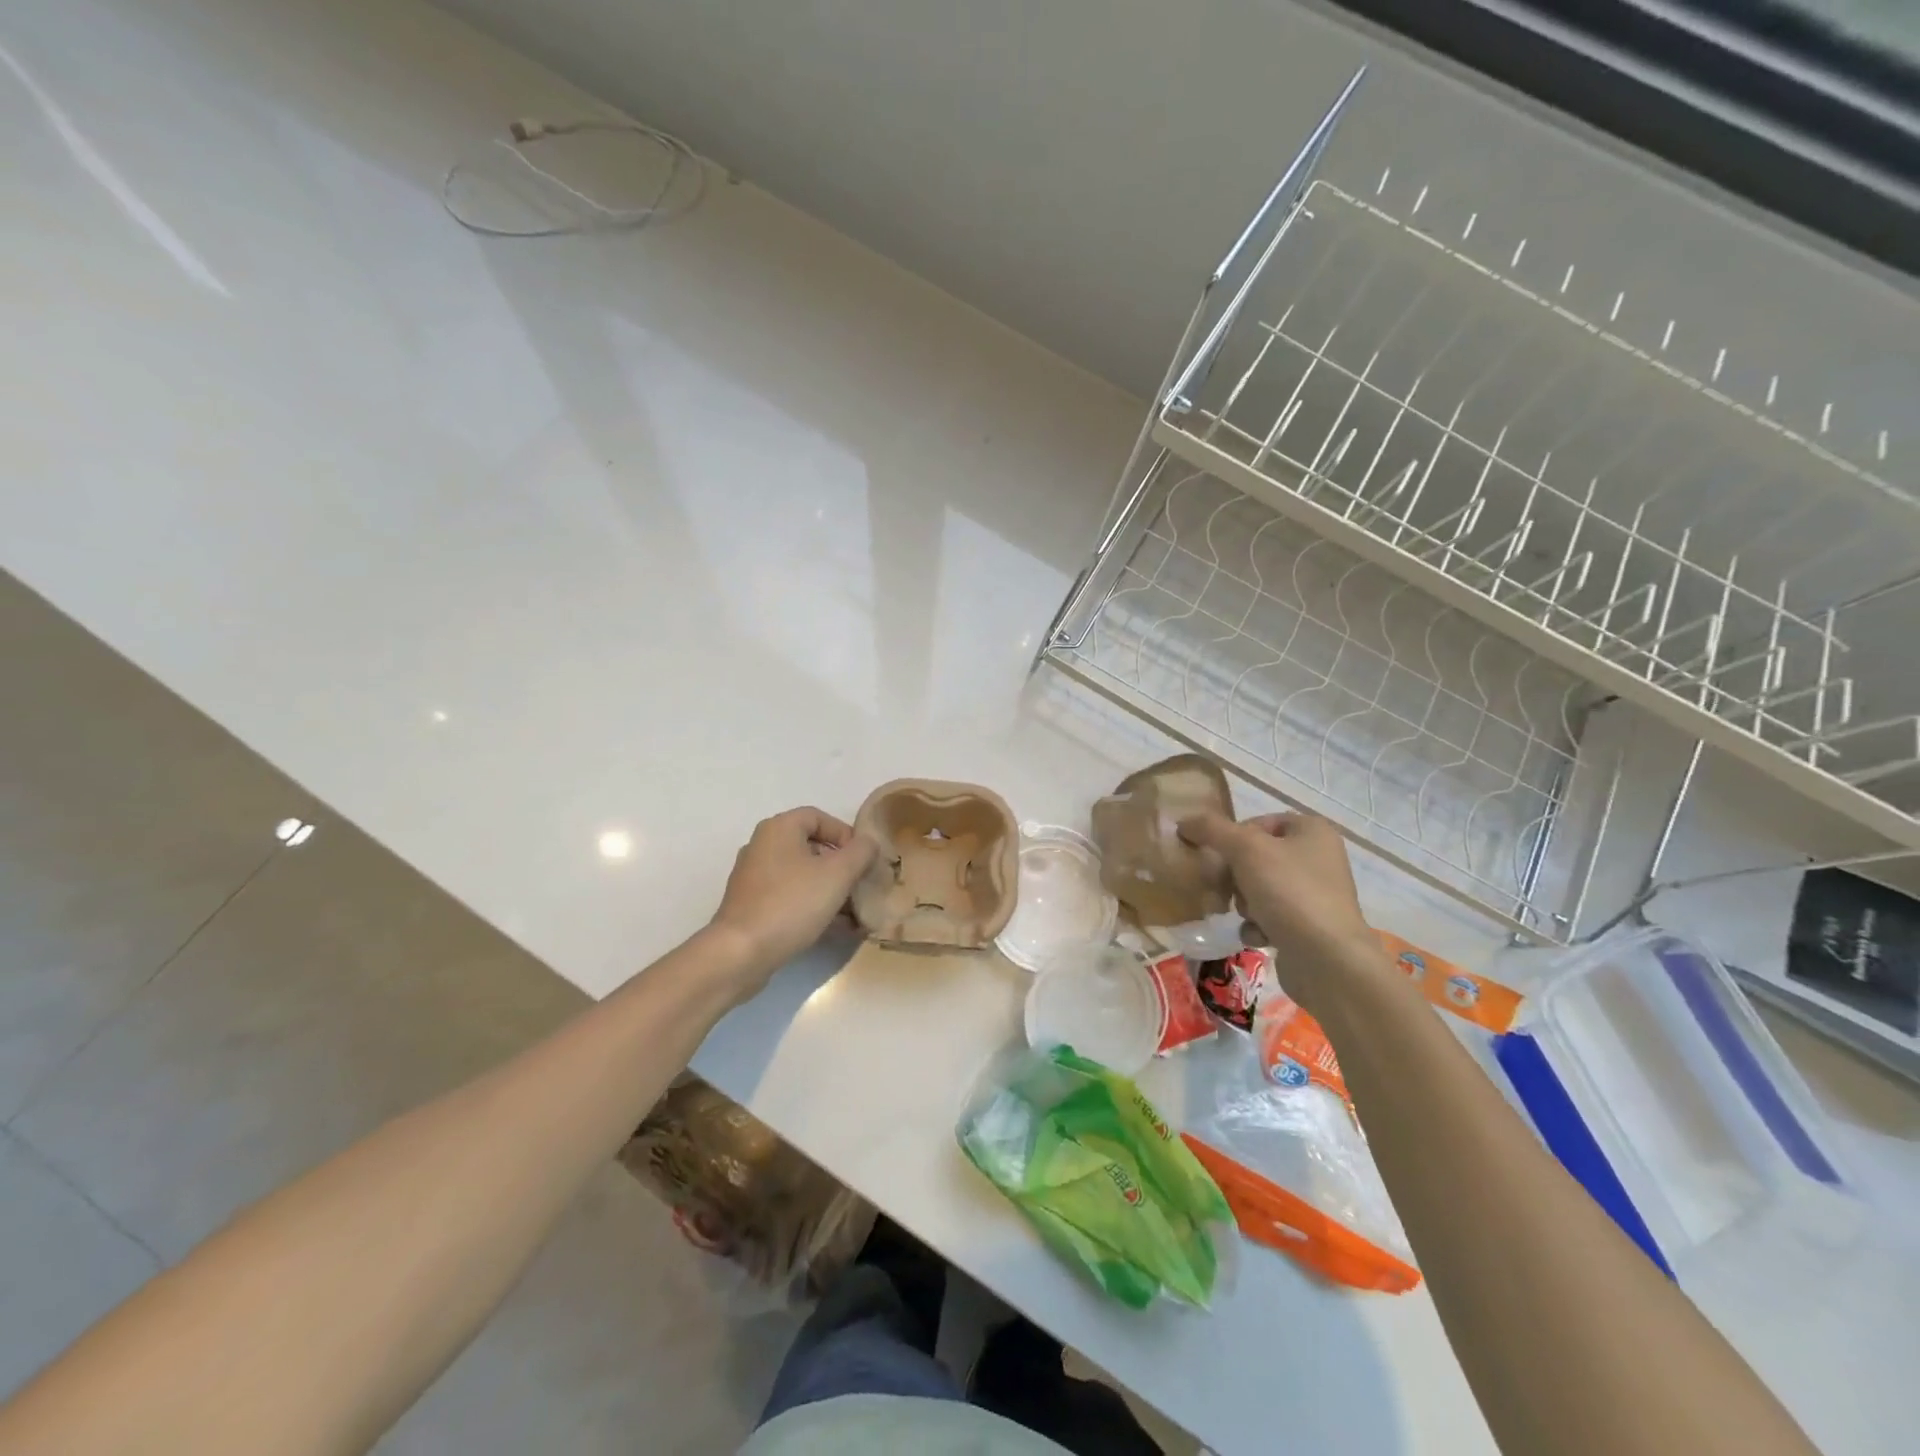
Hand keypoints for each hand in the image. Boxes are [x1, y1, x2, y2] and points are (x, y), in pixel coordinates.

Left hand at [709, 807, 876, 981]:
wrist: (740, 953)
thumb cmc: (792, 904)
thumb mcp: (838, 874)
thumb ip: (860, 852)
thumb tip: (868, 843)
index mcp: (779, 829)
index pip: (818, 817)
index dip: (845, 834)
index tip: (862, 859)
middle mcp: (762, 846)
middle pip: (810, 846)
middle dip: (840, 866)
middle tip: (860, 885)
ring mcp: (753, 877)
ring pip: (801, 874)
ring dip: (829, 889)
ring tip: (852, 912)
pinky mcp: (750, 905)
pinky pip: (788, 896)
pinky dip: (811, 905)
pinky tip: (832, 928)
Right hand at [1179, 811, 1379, 1010]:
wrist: (1328, 960)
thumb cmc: (1289, 892)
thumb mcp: (1245, 849)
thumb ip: (1212, 829)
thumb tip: (1183, 822)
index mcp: (1312, 831)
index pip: (1258, 822)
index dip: (1233, 837)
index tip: (1216, 855)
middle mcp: (1318, 858)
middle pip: (1255, 857)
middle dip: (1234, 875)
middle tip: (1223, 888)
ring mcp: (1315, 895)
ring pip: (1258, 887)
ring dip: (1243, 901)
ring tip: (1246, 915)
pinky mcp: (1308, 926)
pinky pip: (1270, 916)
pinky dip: (1257, 925)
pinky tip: (1257, 936)